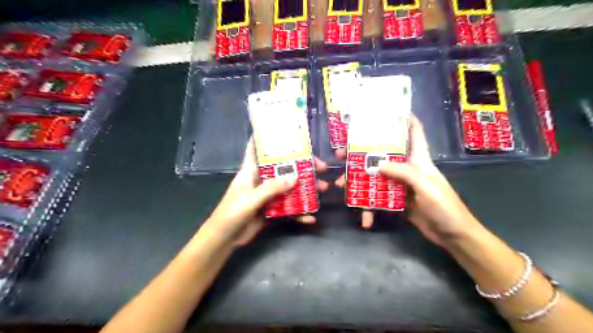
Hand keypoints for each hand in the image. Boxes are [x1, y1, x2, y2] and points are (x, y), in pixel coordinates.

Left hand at [204, 138, 328, 247]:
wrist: (224, 240)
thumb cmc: (230, 215)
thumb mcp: (250, 200)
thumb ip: (271, 189)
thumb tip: (295, 177)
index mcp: (251, 171)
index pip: (256, 149)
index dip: (266, 138)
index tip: (285, 131)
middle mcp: (261, 180)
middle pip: (283, 168)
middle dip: (301, 166)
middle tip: (320, 167)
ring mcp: (268, 196)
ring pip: (289, 188)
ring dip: (305, 189)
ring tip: (323, 188)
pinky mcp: (272, 210)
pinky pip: (288, 209)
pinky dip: (299, 213)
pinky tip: (311, 218)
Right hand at [335, 117, 478, 246]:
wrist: (453, 235)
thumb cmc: (445, 207)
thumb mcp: (425, 186)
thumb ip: (403, 173)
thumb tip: (377, 164)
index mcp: (419, 159)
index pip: (414, 132)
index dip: (404, 118)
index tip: (385, 110)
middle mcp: (408, 168)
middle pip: (383, 154)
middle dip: (363, 153)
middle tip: (342, 154)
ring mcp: (400, 185)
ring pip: (376, 177)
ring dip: (359, 181)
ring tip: (342, 185)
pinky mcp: (397, 200)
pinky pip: (379, 198)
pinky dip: (370, 207)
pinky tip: (364, 218)